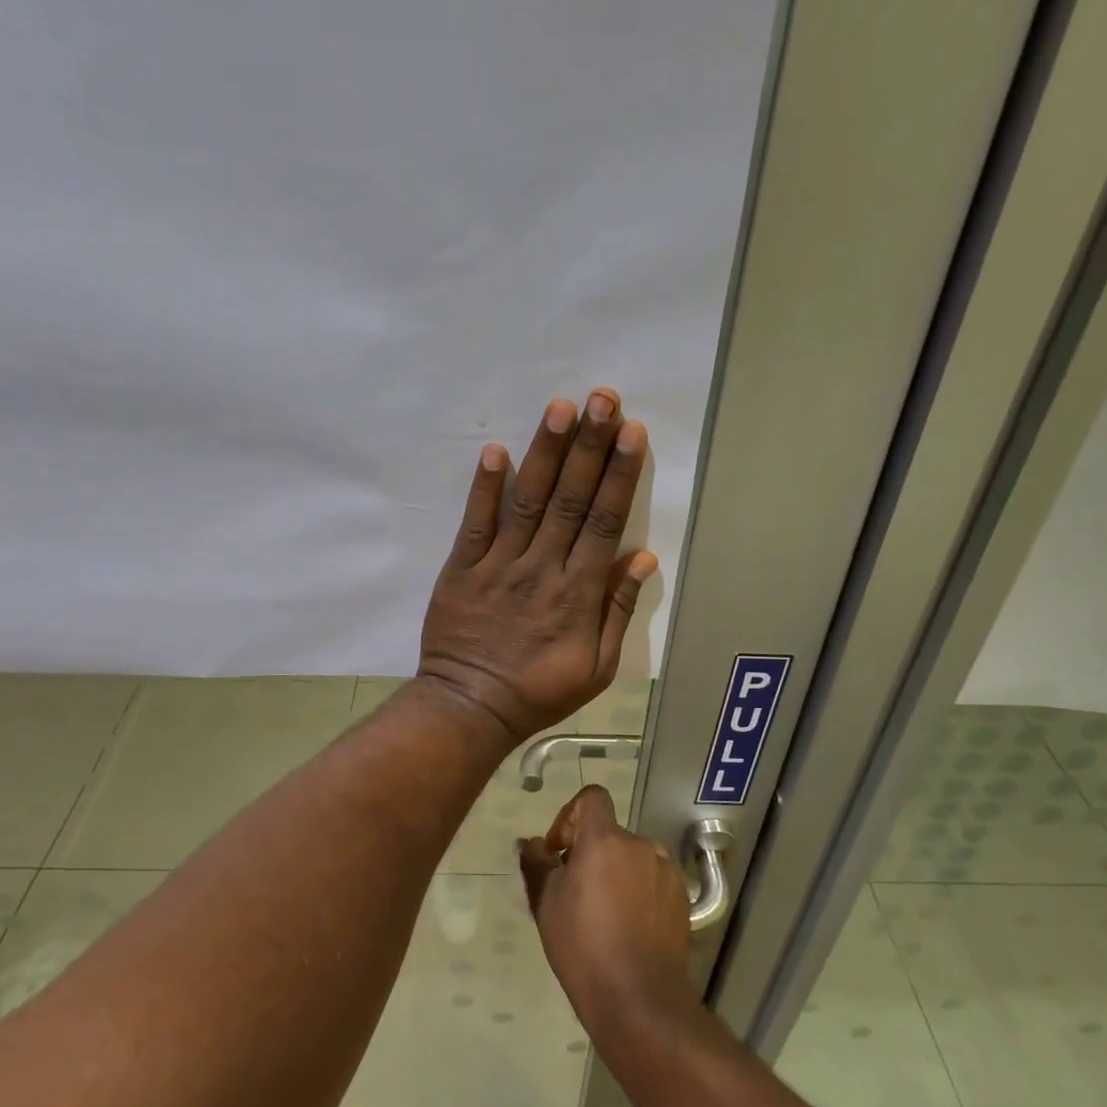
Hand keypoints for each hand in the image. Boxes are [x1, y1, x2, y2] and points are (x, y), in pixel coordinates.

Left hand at [418, 390, 656, 742]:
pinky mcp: (462, 569)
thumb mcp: (596, 667)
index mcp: (578, 592)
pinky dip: (484, 488)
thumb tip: (644, 559)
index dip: (618, 474)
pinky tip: (494, 450)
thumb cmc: (539, 691)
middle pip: (569, 499)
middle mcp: (542, 568)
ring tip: (560, 408)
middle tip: (602, 399)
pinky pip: (475, 523)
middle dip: (588, 446)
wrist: (470, 707)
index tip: (630, 432)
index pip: (603, 522)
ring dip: (544, 453)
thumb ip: (618, 610)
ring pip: (527, 501)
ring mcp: (499, 565)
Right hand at [518, 785, 692, 1030]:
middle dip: (590, 852)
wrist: (639, 998)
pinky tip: (628, 927)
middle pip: (610, 833)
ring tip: (602, 913)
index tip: (560, 851)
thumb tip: (530, 843)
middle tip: (574, 891)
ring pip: (632, 858)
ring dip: (616, 872)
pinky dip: (638, 891)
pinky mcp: (682, 898)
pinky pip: (652, 880)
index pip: (592, 798)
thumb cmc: (583, 945)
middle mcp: (641, 845)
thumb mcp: (546, 902)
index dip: (571, 815)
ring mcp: (666, 871)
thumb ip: (537, 863)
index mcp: (605, 839)